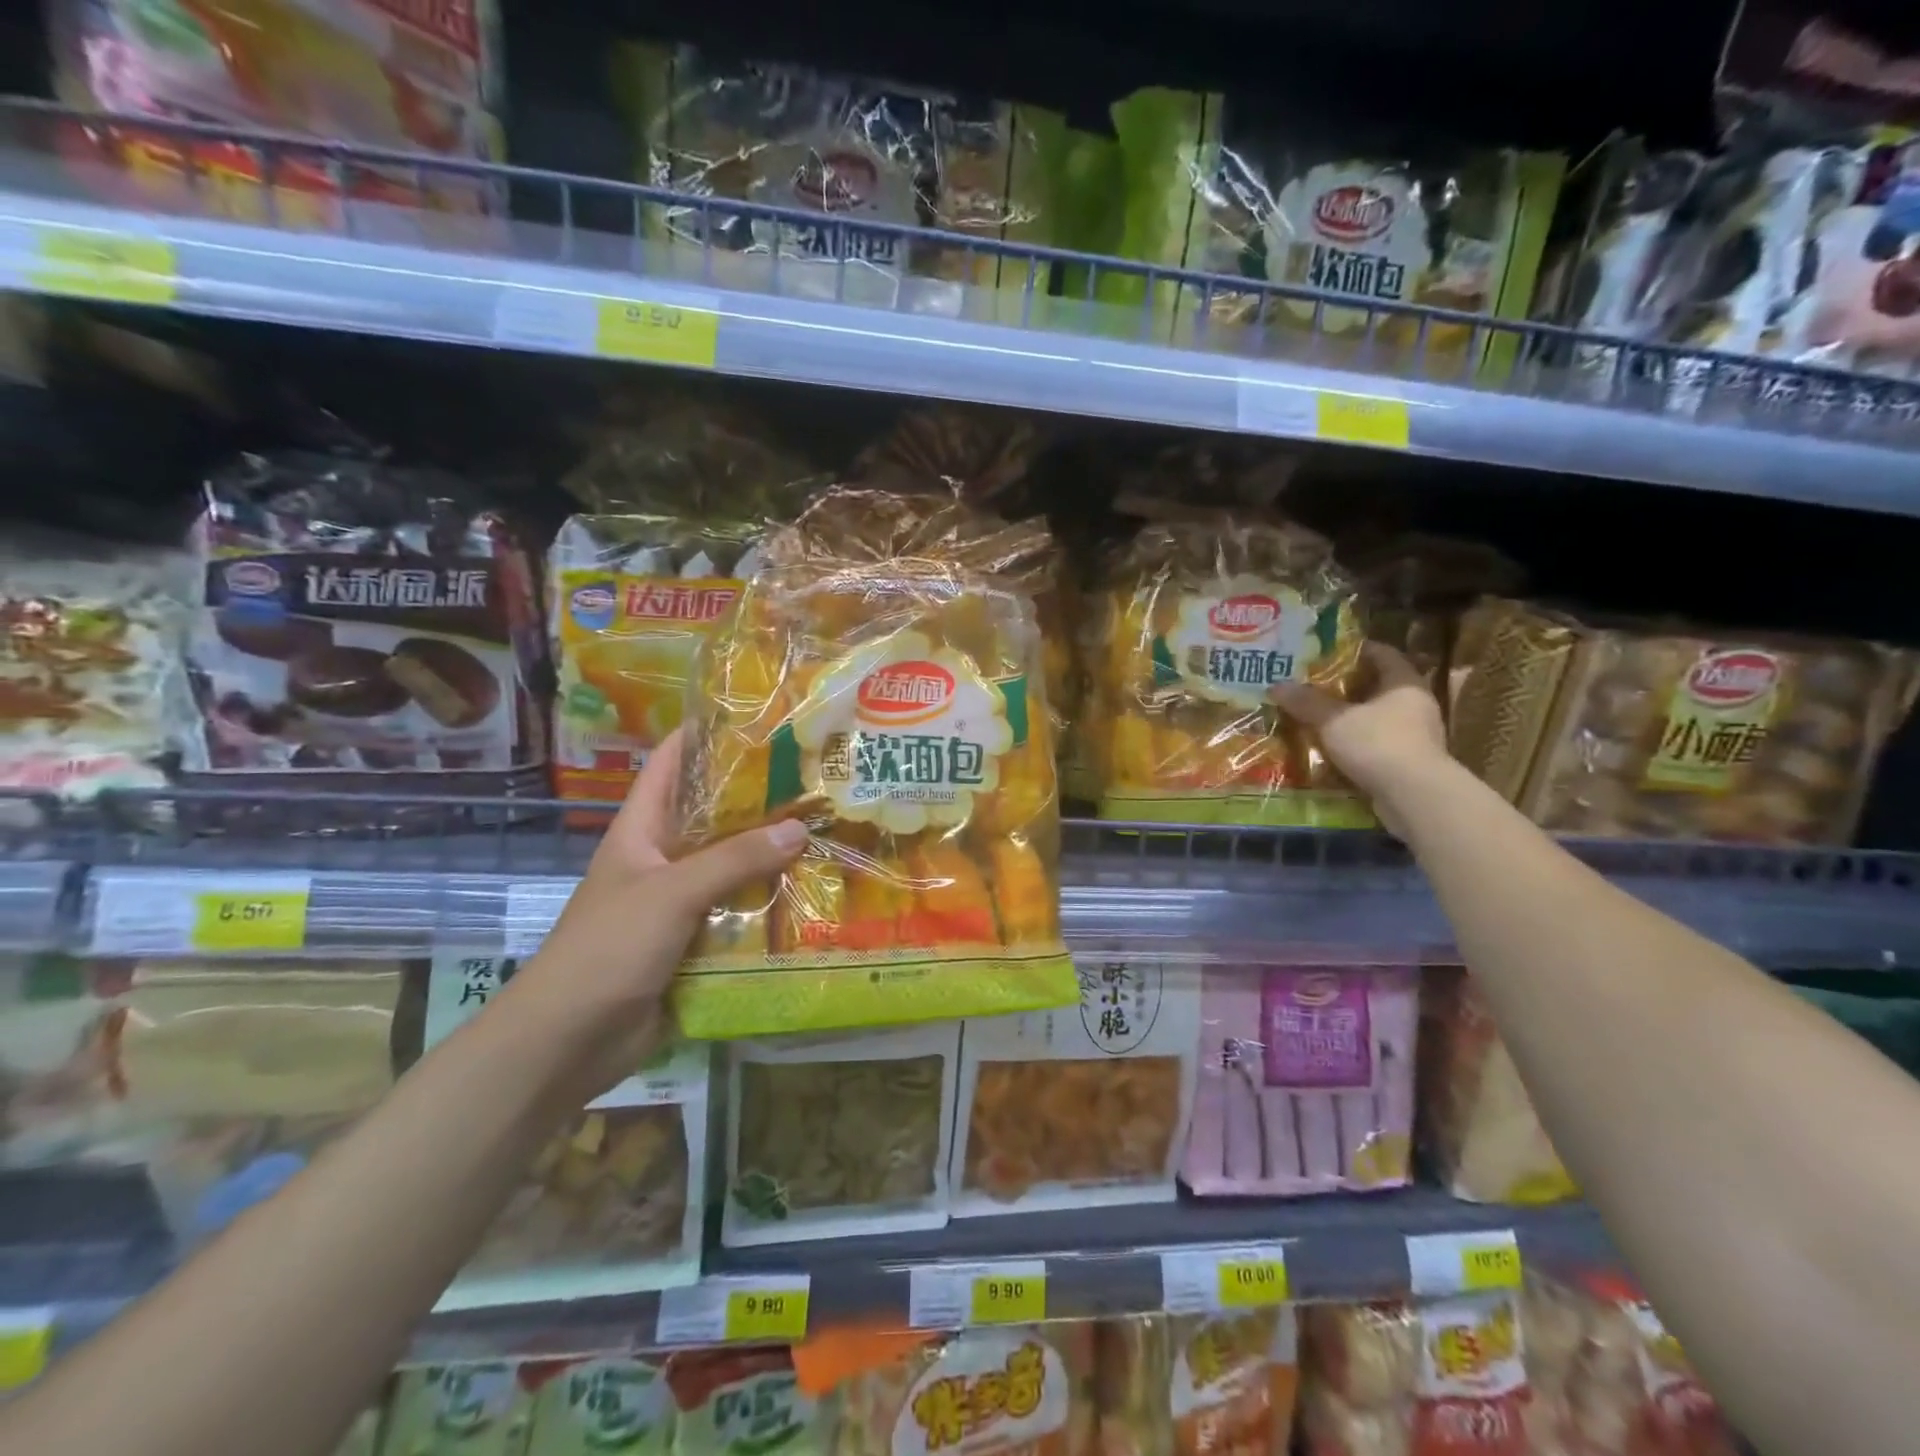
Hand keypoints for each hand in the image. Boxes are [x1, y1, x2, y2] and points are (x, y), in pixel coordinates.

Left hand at [507, 728, 807, 1094]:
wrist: (570, 1040)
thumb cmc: (609, 948)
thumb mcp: (672, 892)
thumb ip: (735, 859)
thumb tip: (800, 828)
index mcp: (642, 831)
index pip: (670, 765)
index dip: (704, 735)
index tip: (756, 718)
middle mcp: (663, 859)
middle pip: (714, 816)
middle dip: (759, 799)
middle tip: (816, 779)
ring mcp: (680, 903)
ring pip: (733, 867)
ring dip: (772, 856)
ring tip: (828, 832)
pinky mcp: (696, 942)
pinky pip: (738, 913)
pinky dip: (769, 905)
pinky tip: (812, 896)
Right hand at [1271, 642, 1451, 835]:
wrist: (1413, 797)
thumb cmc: (1378, 744)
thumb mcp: (1333, 720)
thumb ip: (1306, 702)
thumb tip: (1276, 685)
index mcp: (1404, 684)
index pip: (1383, 654)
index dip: (1357, 649)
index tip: (1328, 651)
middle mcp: (1415, 705)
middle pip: (1379, 686)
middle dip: (1347, 685)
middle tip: (1314, 684)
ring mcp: (1416, 735)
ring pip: (1377, 717)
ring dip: (1350, 717)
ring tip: (1317, 717)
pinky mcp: (1408, 762)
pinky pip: (1377, 744)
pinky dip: (1355, 743)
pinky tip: (1330, 748)